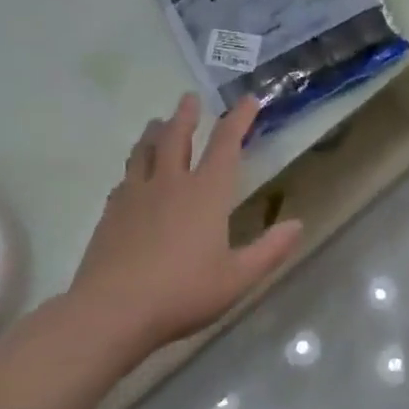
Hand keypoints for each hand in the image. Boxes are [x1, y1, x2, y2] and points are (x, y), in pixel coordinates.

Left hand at [65, 94, 302, 362]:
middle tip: (189, 98)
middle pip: (177, 137)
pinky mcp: (111, 213)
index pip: (226, 144)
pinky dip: (134, 167)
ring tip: (157, 122)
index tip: (248, 100)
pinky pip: (125, 178)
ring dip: (154, 132)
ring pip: (145, 151)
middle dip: (186, 115)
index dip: (239, 119)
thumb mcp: (238, 278)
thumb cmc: (183, 292)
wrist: (112, 310)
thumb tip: (297, 224)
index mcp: (206, 194)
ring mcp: (135, 195)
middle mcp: (170, 184)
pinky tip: (131, 175)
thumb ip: (270, 250)